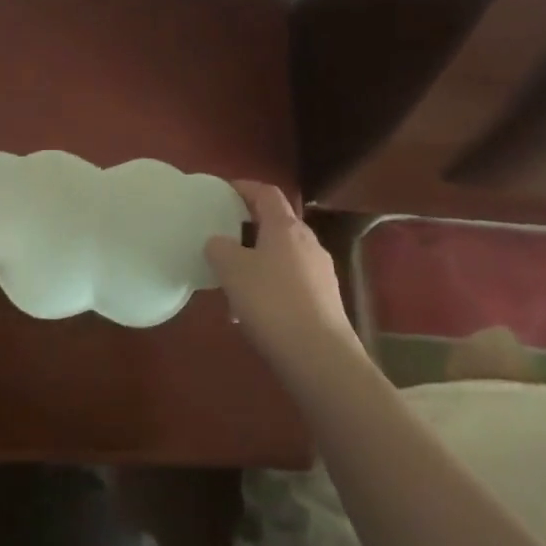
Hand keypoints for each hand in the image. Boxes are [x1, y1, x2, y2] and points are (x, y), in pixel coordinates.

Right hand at [205, 181, 361, 379]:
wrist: (321, 358)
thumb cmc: (272, 302)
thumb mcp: (232, 270)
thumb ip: (219, 248)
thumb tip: (219, 243)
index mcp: (285, 227)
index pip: (266, 193)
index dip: (245, 187)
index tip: (224, 191)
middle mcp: (308, 243)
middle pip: (277, 224)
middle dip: (250, 228)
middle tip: (224, 237)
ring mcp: (321, 273)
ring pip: (283, 256)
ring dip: (259, 261)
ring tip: (234, 282)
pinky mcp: (326, 302)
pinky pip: (292, 283)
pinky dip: (271, 287)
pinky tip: (253, 313)